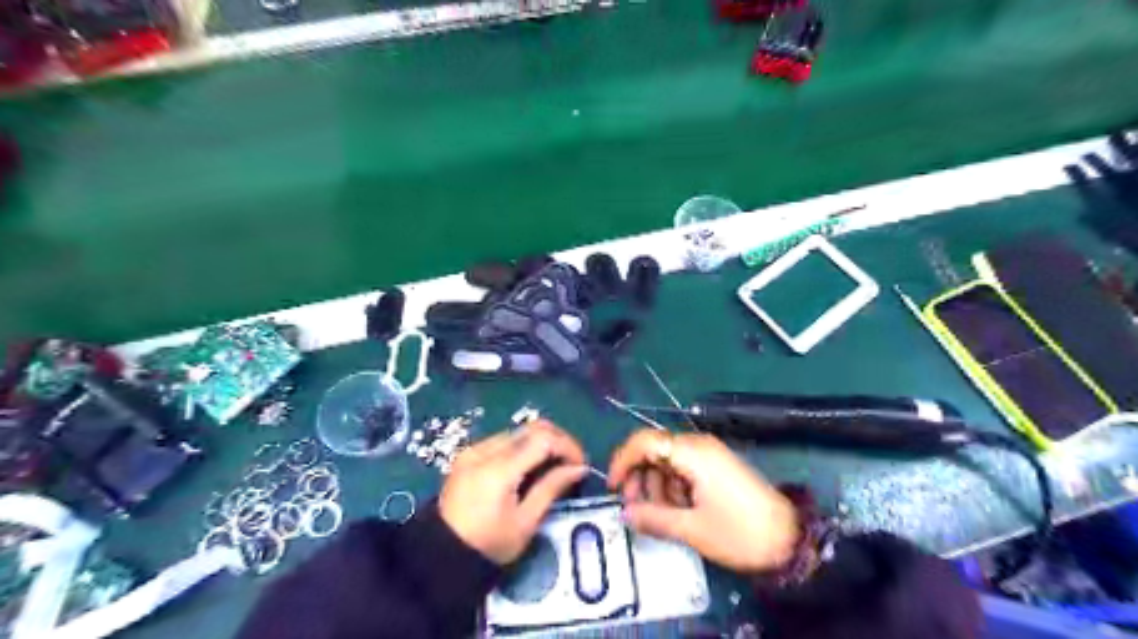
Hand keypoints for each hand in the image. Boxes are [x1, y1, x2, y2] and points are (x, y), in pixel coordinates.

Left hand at [439, 420, 586, 564]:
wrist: (439, 555)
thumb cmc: (487, 546)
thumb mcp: (525, 522)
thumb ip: (552, 488)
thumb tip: (579, 467)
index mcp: (499, 469)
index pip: (543, 439)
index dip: (568, 446)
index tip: (581, 465)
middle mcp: (485, 450)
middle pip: (532, 427)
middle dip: (558, 440)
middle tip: (572, 462)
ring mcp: (474, 449)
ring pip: (519, 431)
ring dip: (541, 442)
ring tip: (553, 466)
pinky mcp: (468, 454)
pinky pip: (504, 440)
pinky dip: (523, 447)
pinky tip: (529, 467)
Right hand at [605, 428, 797, 573]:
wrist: (791, 539)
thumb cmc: (740, 532)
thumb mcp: (692, 529)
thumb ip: (653, 517)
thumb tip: (625, 513)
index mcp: (691, 453)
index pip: (644, 441)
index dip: (622, 461)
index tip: (613, 488)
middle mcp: (698, 446)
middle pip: (654, 450)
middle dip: (639, 478)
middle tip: (636, 508)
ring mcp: (710, 455)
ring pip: (668, 462)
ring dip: (657, 486)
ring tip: (664, 516)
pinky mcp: (718, 467)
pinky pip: (684, 469)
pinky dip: (674, 488)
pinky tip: (681, 511)